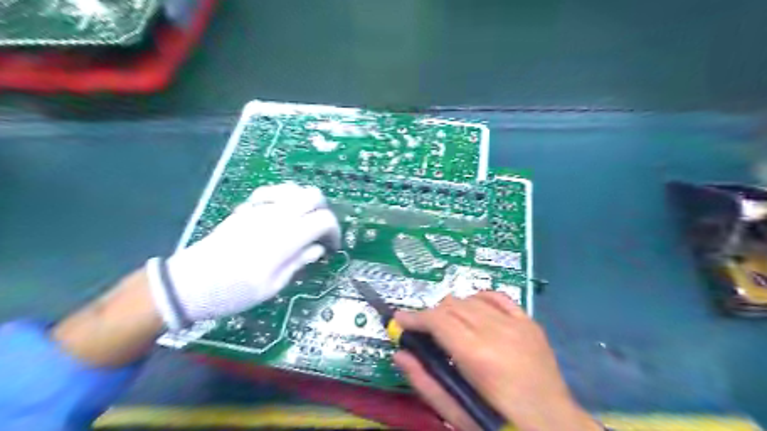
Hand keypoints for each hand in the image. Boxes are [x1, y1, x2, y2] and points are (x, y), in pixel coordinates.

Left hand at [148, 182, 339, 330]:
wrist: (189, 283)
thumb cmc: (234, 292)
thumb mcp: (272, 287)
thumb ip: (298, 262)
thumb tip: (318, 249)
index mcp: (286, 238)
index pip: (324, 219)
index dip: (334, 231)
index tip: (330, 246)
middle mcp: (276, 216)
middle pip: (313, 195)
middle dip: (323, 210)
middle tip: (319, 231)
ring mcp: (259, 208)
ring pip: (294, 188)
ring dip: (305, 202)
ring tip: (302, 222)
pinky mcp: (246, 208)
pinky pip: (273, 192)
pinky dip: (285, 199)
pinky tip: (280, 214)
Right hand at [392, 291, 602, 430]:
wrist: (554, 427)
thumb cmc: (500, 424)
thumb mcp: (458, 413)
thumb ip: (425, 382)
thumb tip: (400, 353)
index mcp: (478, 356)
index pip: (438, 320)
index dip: (415, 317)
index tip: (399, 319)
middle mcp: (497, 331)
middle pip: (452, 306)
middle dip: (432, 315)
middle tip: (424, 331)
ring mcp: (516, 324)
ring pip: (471, 299)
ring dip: (453, 309)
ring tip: (449, 326)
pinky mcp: (529, 323)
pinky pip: (498, 297)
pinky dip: (480, 299)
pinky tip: (474, 311)